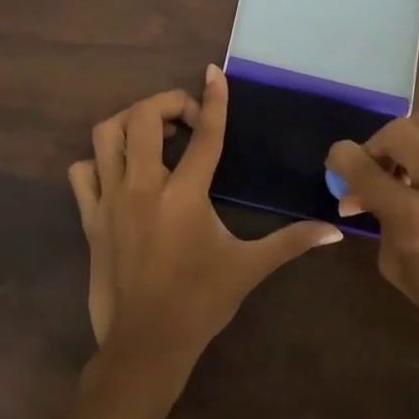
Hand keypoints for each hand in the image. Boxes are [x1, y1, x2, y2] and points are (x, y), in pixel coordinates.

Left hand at [69, 67, 342, 385]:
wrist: (145, 345)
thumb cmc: (200, 303)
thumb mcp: (249, 268)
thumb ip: (291, 242)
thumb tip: (336, 231)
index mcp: (185, 195)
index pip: (205, 135)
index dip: (213, 99)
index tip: (214, 72)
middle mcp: (143, 187)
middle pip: (143, 117)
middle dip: (167, 104)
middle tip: (187, 122)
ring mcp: (111, 200)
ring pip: (106, 135)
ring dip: (129, 123)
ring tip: (152, 137)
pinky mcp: (90, 218)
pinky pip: (82, 172)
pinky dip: (98, 161)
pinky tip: (121, 172)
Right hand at [328, 114, 418, 381]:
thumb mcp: (400, 272)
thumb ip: (380, 225)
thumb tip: (366, 199)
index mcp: (416, 216)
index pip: (363, 165)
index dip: (340, 159)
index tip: (335, 167)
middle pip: (399, 130)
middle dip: (375, 145)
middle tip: (372, 173)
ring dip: (404, 145)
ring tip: (400, 177)